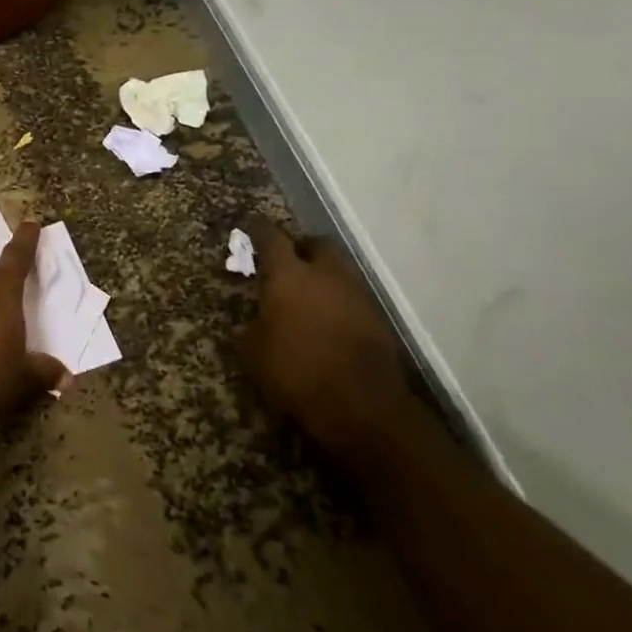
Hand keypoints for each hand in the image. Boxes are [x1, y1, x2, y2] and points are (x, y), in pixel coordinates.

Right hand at [234, 218, 412, 460]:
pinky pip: (353, 297)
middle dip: (302, 247)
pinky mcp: (378, 320)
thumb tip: (258, 320)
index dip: (259, 229)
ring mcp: (357, 296)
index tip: (252, 224)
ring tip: (309, 293)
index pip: (271, 238)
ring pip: (340, 270)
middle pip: (317, 244)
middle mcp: (326, 275)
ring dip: (324, 274)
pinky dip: (339, 300)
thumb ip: (253, 325)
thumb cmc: (296, 373)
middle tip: (288, 259)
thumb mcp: (253, 352)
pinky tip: (329, 320)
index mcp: (289, 276)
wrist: (362, 408)